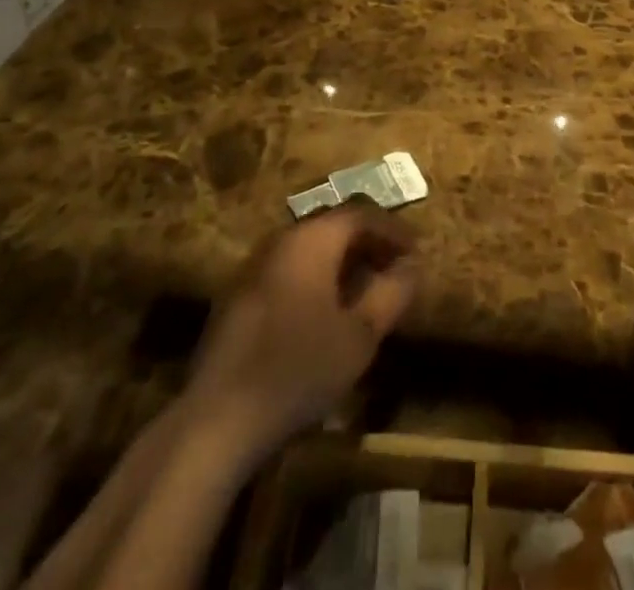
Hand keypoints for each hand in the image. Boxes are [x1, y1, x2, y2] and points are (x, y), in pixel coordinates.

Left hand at [184, 203, 417, 470]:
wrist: (218, 418)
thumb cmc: (299, 368)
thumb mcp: (360, 335)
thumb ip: (391, 294)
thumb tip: (412, 266)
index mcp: (313, 238)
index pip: (362, 214)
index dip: (393, 230)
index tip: (416, 251)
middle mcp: (282, 239)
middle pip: (334, 226)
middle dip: (368, 243)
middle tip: (393, 268)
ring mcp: (255, 265)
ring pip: (309, 248)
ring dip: (341, 261)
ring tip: (364, 290)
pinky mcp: (238, 294)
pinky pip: (288, 269)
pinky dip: (315, 277)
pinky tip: (324, 312)